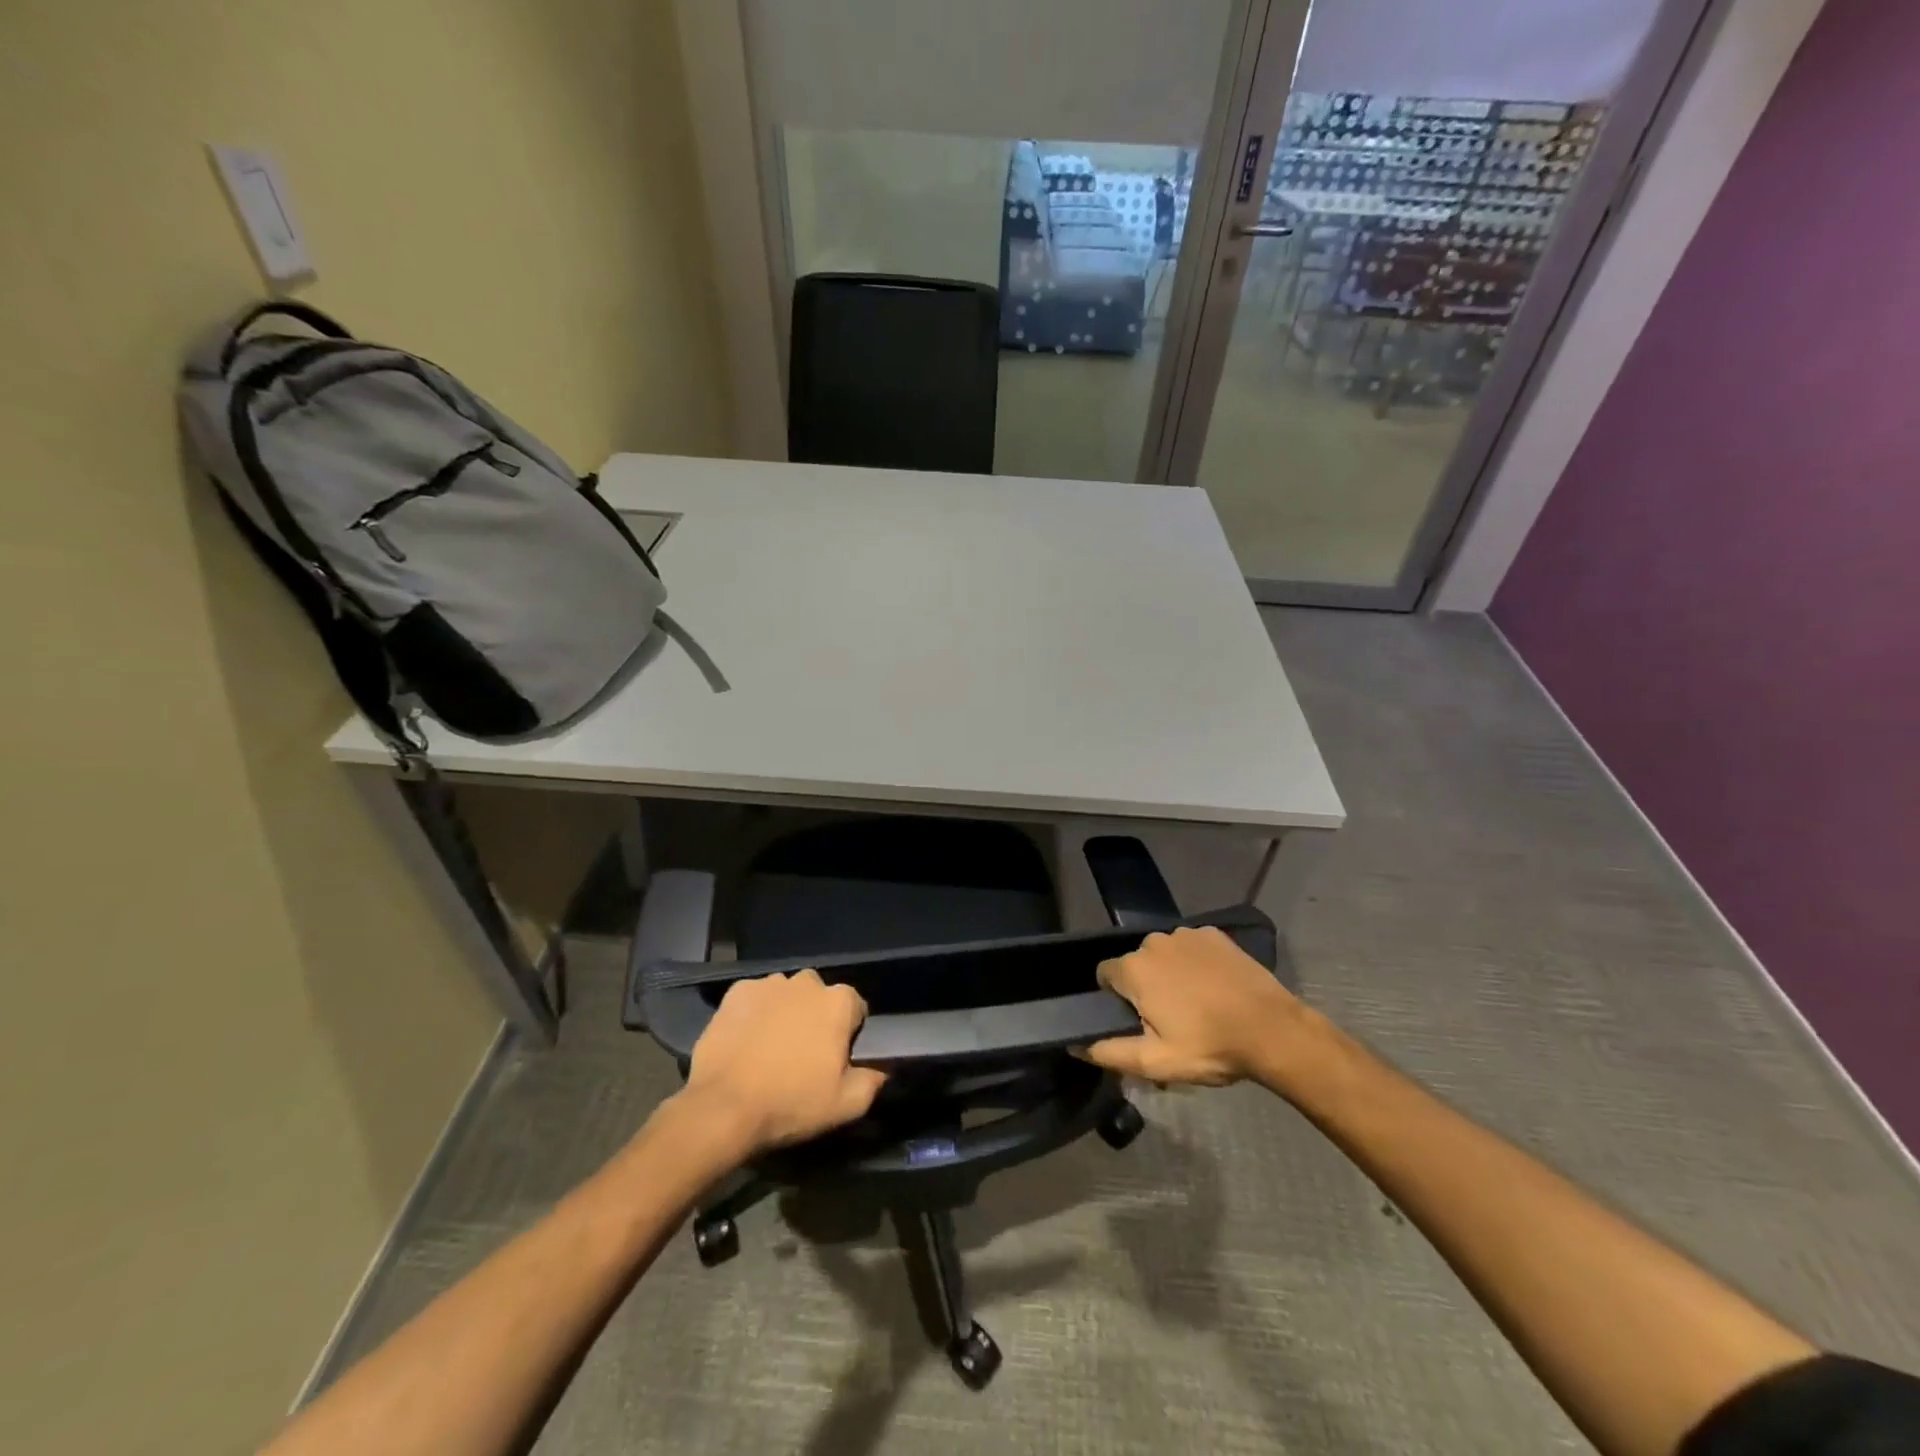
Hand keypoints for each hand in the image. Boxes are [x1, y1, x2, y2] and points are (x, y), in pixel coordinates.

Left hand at [682, 970, 887, 1155]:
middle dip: (815, 1016)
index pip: (855, 1007)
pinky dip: (754, 1013)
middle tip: (802, 1053)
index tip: (835, 1057)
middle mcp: (806, 982)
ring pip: (786, 994)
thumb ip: (872, 1082)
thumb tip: (882, 1070)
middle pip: (819, 996)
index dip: (848, 1032)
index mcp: (838, 1002)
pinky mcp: (737, 992)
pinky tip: (746, 1040)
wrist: (723, 1107)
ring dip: (785, 1012)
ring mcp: (769, 984)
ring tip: (771, 1047)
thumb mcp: (845, 1105)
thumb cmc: (791, 1103)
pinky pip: (754, 998)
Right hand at [1081, 925, 1307, 1085]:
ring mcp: (1187, 934)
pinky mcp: (1215, 934)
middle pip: (1137, 964)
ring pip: (1165, 955)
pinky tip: (1215, 987)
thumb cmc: (1209, 1046)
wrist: (1272, 1030)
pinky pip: (1192, 948)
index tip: (1137, 1022)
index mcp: (1134, 968)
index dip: (1116, 999)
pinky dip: (1196, 964)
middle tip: (1170, 1021)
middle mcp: (1154, 942)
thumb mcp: (1155, 1061)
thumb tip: (1075, 1045)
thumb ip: (1109, 1052)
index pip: (1105, 975)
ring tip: (1197, 1005)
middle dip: (1146, 988)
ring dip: (1171, 974)